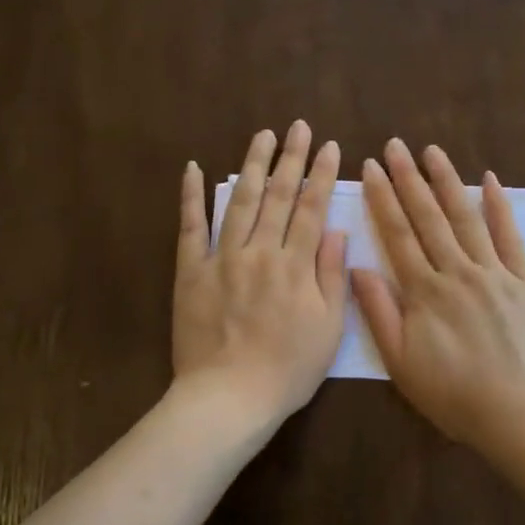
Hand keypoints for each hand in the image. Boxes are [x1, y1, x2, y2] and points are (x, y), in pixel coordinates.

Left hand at [172, 122, 348, 422]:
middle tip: (298, 126)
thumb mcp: (328, 329)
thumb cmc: (287, 370)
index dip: (320, 175)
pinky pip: (190, 227)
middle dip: (290, 158)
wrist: (229, 397)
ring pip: (240, 201)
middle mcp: (260, 252)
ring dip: (252, 165)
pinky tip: (195, 168)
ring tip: (263, 135)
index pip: (311, 209)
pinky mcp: (190, 271)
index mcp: (295, 266)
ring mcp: (222, 258)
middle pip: (278, 196)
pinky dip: (192, 196)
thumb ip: (331, 276)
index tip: (328, 146)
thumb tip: (334, 231)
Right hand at [352, 139, 524, 458]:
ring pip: (466, 218)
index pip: (397, 234)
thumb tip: (358, 267)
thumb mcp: (401, 362)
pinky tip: (490, 181)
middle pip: (428, 217)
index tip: (371, 168)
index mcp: (424, 291)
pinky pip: (511, 237)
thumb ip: (379, 312)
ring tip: (432, 151)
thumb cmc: (453, 394)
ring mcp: (494, 273)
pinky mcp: (524, 282)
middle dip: (409, 178)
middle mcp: (457, 271)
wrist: (518, 414)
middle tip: (395, 145)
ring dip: (447, 182)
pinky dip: (500, 207)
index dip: (382, 199)